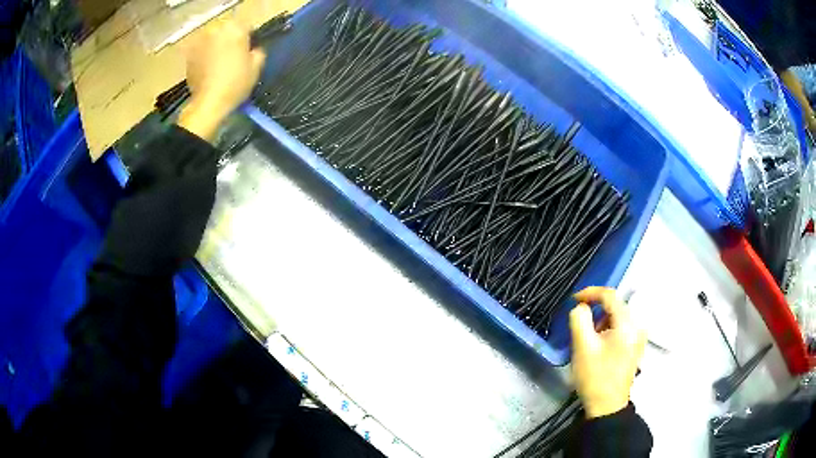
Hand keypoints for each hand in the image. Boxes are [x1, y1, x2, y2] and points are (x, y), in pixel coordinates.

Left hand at [178, 19, 266, 139]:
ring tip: (218, 63)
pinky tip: (208, 68)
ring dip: (215, 46)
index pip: (246, 26)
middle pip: (226, 29)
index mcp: (235, 28)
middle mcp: (216, 29)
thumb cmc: (236, 83)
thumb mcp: (256, 67)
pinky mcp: (189, 54)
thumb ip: (257, 51)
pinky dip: (204, 55)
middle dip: (230, 39)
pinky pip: (201, 49)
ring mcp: (200, 40)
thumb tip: (253, 49)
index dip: (248, 38)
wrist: (208, 103)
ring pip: (212, 38)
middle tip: (233, 56)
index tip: (248, 50)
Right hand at [569, 287, 645, 418]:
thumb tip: (581, 307)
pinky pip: (620, 329)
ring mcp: (639, 337)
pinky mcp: (635, 347)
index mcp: (627, 324)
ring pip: (617, 318)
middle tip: (580, 328)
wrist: (607, 406)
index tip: (573, 299)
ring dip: (601, 323)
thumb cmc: (595, 376)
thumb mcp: (582, 347)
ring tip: (589, 342)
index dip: (590, 292)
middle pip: (615, 306)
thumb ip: (579, 319)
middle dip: (595, 313)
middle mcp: (638, 326)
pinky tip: (599, 347)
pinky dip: (607, 331)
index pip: (610, 295)